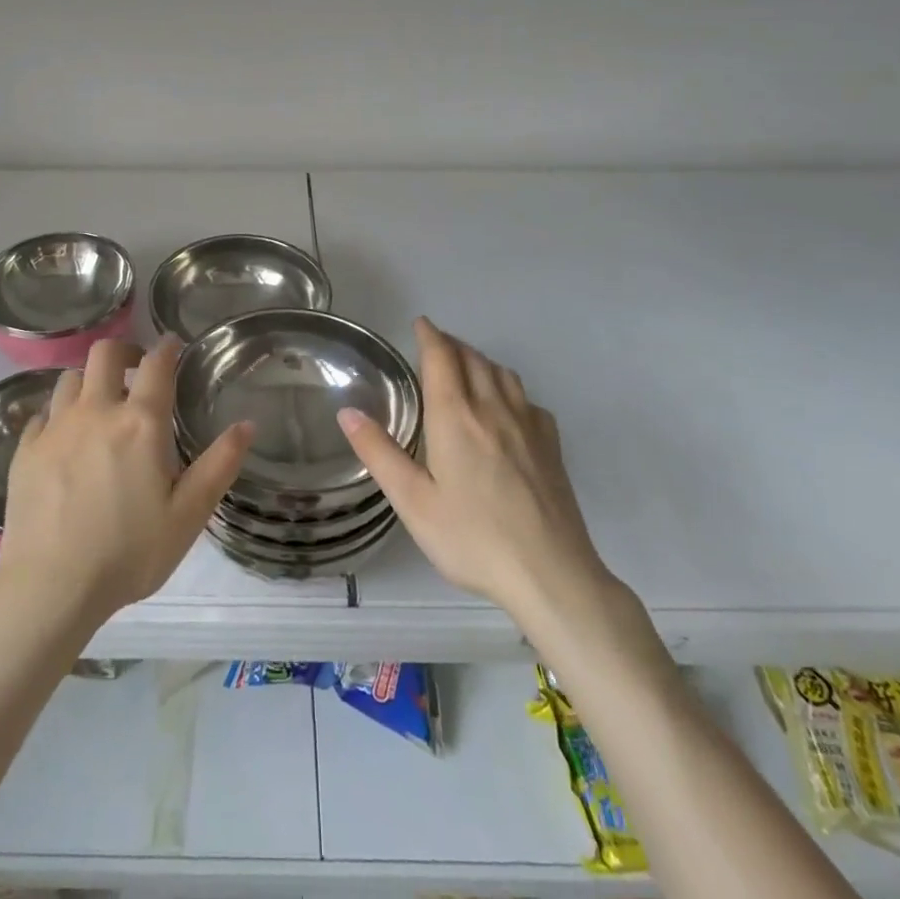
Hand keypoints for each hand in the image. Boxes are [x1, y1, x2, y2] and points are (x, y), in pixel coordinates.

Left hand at [0, 338, 251, 627]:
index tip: (172, 344)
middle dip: (124, 350)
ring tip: (99, 403)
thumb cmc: (128, 553)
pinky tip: (64, 437)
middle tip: (136, 368)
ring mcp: (55, 428)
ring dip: (89, 381)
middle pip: (104, 353)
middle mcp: (96, 411)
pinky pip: (42, 413)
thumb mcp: (187, 516)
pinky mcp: (26, 449)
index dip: (167, 348)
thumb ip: (219, 466)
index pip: (156, 365)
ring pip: (69, 377)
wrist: (49, 587)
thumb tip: (247, 424)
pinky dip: (58, 414)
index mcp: (140, 423)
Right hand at [338, 317, 614, 624]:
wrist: (551, 575)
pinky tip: (505, 407)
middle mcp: (493, 409)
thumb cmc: (472, 538)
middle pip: (474, 359)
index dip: (430, 335)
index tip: (420, 324)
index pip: (442, 358)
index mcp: (456, 417)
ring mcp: (528, 426)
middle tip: (436, 344)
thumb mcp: (413, 502)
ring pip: (503, 374)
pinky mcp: (551, 446)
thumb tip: (347, 411)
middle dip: (453, 344)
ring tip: (466, 366)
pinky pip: (527, 399)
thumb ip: (379, 453)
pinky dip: (509, 388)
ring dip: (481, 360)